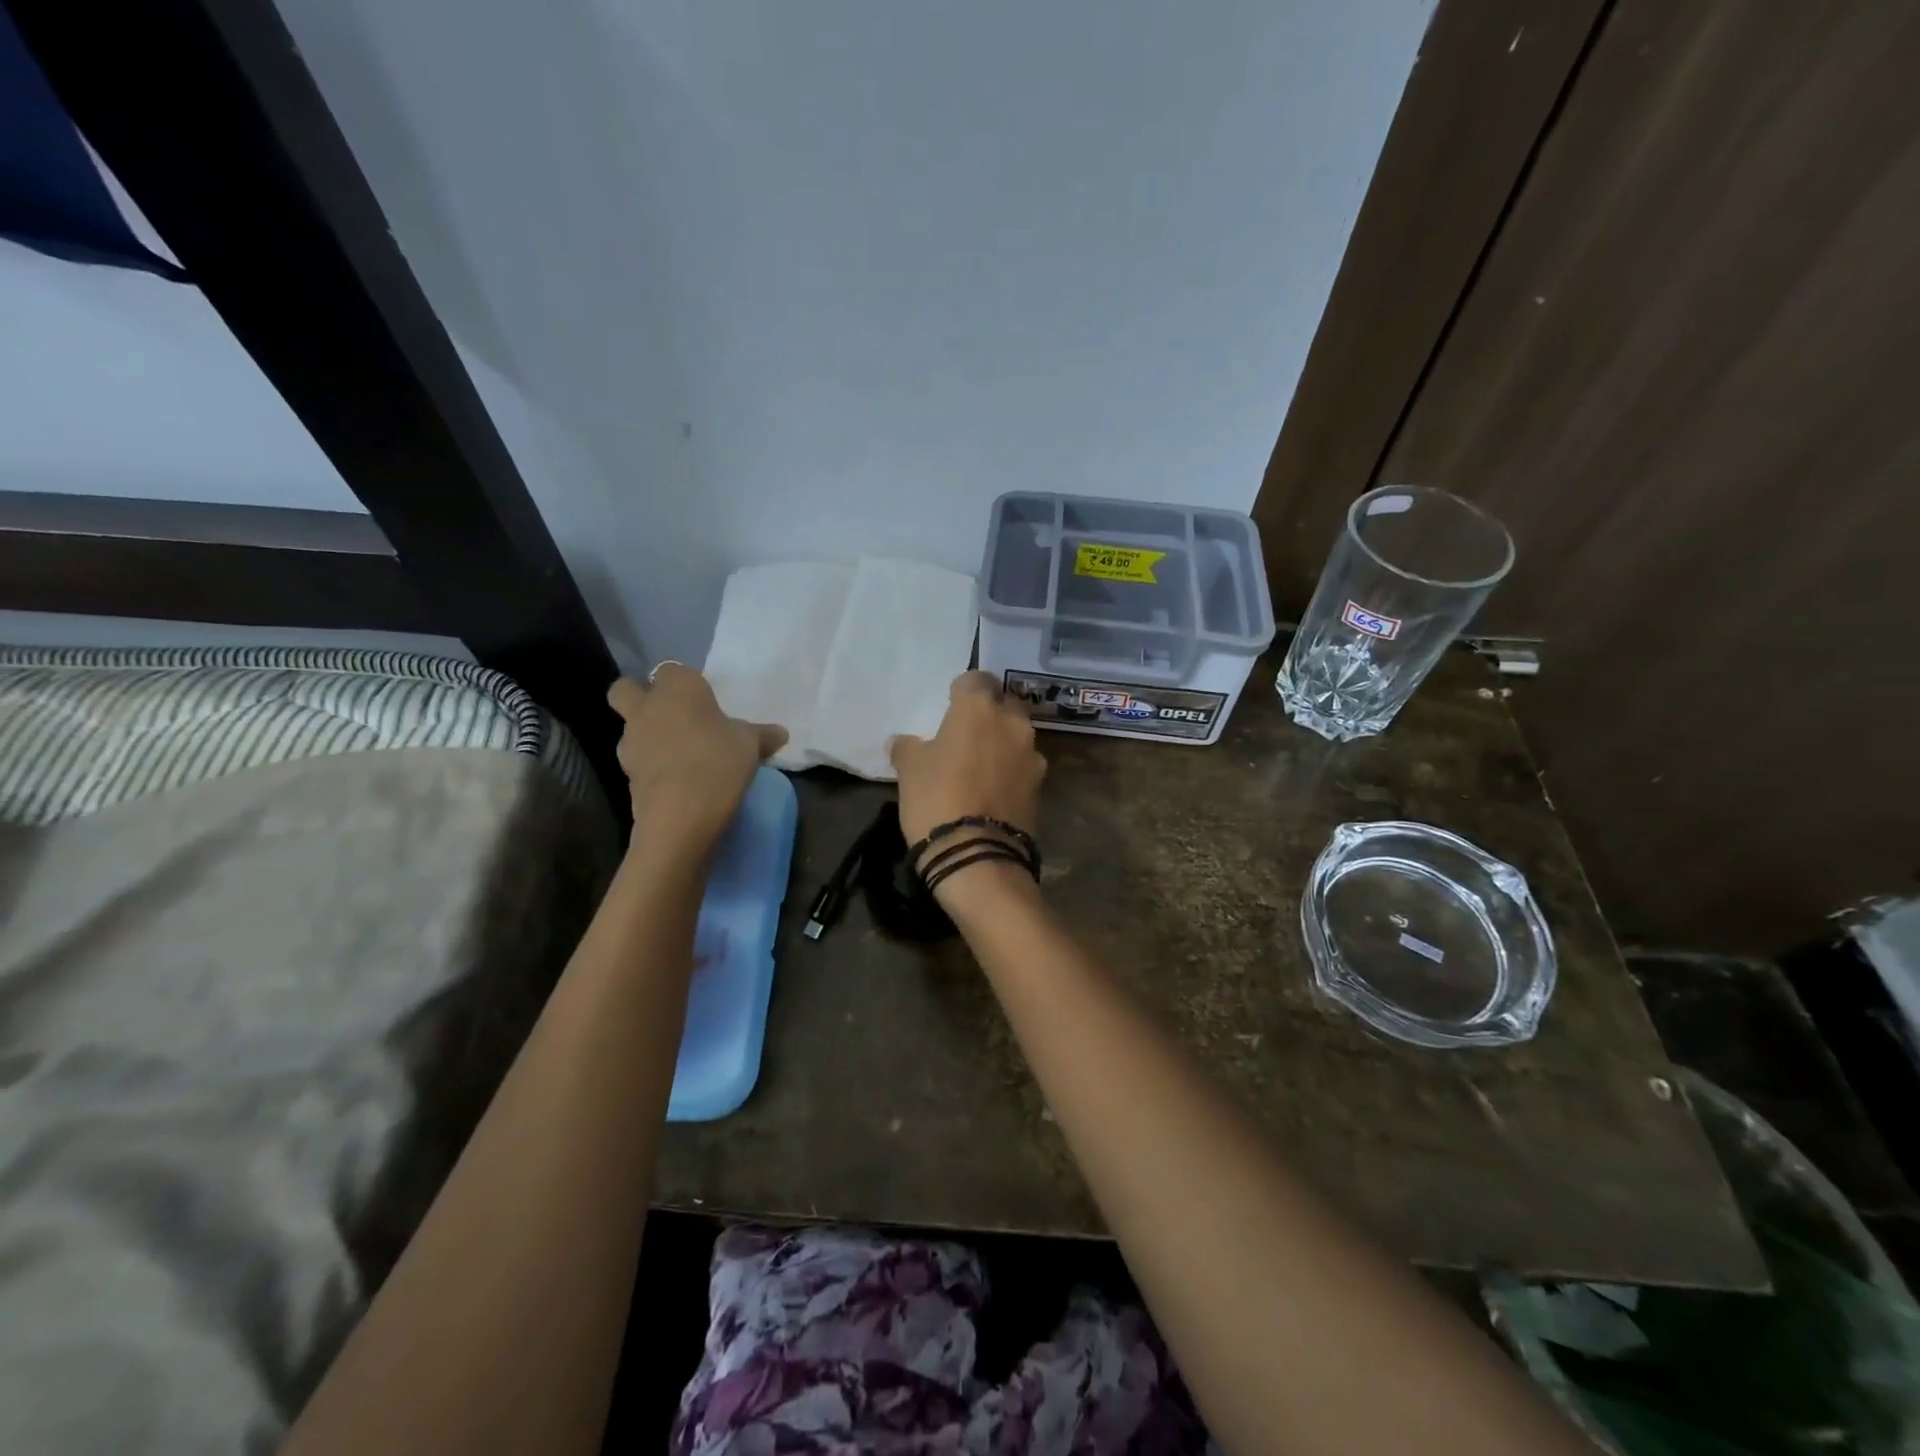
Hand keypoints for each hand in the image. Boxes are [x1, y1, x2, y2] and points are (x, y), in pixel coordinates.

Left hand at [609, 665, 786, 852]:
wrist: (680, 815)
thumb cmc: (718, 763)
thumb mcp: (751, 746)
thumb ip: (762, 735)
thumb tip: (780, 733)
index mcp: (678, 689)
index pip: (672, 670)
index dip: (685, 683)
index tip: (704, 701)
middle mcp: (647, 707)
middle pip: (626, 689)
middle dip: (640, 696)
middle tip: (672, 715)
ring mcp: (630, 741)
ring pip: (629, 726)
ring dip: (647, 734)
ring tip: (679, 754)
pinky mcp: (626, 773)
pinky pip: (638, 759)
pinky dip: (651, 765)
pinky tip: (676, 779)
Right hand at [889, 671, 1045, 851]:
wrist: (977, 856)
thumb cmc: (936, 799)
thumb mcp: (909, 771)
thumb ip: (907, 747)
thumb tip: (901, 741)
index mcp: (979, 708)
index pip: (976, 678)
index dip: (962, 689)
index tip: (950, 704)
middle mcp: (1012, 723)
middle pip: (1004, 703)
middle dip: (989, 712)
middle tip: (966, 732)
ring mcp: (1032, 755)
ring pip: (1017, 735)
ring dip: (1002, 742)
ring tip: (981, 762)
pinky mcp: (1041, 786)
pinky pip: (1023, 765)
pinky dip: (1011, 769)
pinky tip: (994, 787)